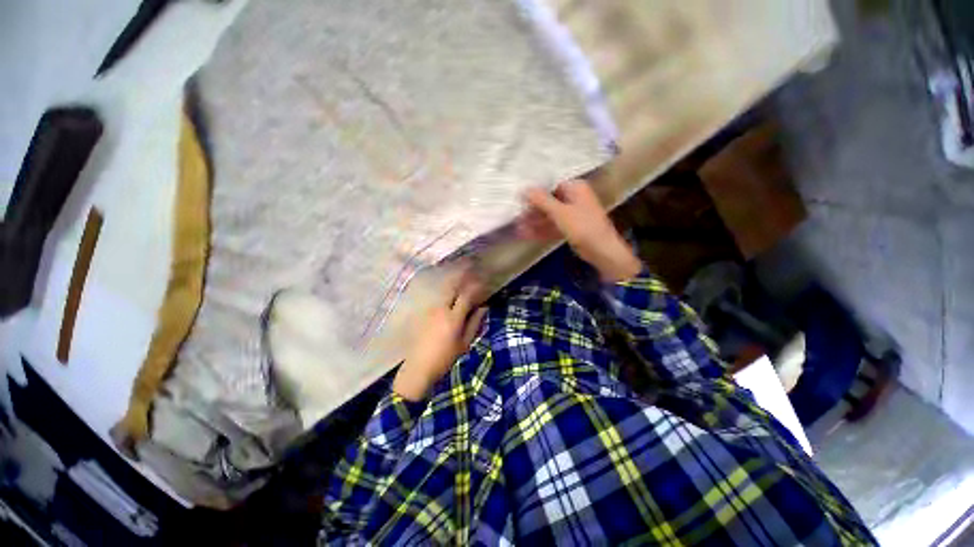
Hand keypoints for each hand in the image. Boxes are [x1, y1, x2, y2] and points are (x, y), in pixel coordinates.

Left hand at [393, 268, 488, 400]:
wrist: (418, 368)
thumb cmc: (444, 358)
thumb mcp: (464, 344)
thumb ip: (474, 323)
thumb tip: (484, 307)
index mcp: (453, 319)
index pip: (466, 296)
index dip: (475, 286)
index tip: (483, 279)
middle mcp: (441, 309)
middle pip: (453, 286)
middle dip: (463, 273)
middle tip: (471, 263)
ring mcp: (430, 309)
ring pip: (444, 288)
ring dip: (454, 277)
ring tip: (462, 268)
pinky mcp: (424, 312)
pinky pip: (437, 295)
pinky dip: (446, 287)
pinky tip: (450, 284)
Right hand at [518, 180, 640, 282]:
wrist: (602, 251)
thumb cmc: (583, 226)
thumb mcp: (560, 212)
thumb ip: (542, 200)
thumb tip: (524, 188)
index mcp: (575, 188)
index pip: (551, 185)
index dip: (535, 191)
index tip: (519, 196)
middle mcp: (574, 199)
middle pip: (549, 201)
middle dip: (532, 209)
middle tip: (515, 214)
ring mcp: (572, 215)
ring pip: (550, 215)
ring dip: (535, 221)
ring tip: (517, 226)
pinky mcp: (570, 229)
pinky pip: (553, 226)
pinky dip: (541, 230)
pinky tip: (526, 234)